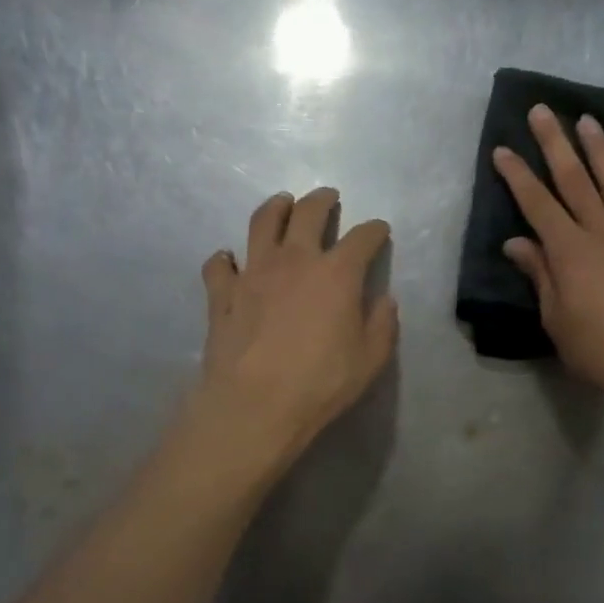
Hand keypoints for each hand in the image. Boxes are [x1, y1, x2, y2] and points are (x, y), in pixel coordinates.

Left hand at [193, 186, 397, 470]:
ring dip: (274, 208)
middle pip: (307, 213)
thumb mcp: (370, 360)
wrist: (255, 405)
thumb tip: (384, 300)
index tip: (379, 230)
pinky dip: (225, 258)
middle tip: (327, 197)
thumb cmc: (321, 383)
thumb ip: (382, 325)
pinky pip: (219, 265)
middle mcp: (294, 260)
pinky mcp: (222, 294)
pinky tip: (229, 260)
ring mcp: (253, 273)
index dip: (374, 230)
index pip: (362, 238)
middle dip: (321, 200)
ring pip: (261, 223)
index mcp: (336, 274)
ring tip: (281, 203)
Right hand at [494, 106, 603, 417]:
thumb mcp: (556, 318)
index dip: (517, 176)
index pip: (538, 205)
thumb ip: (540, 274)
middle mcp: (602, 234)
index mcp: (570, 252)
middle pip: (575, 181)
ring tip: (588, 120)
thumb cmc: (598, 350)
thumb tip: (517, 243)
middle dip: (555, 144)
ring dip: (600, 151)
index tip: (501, 150)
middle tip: (543, 110)